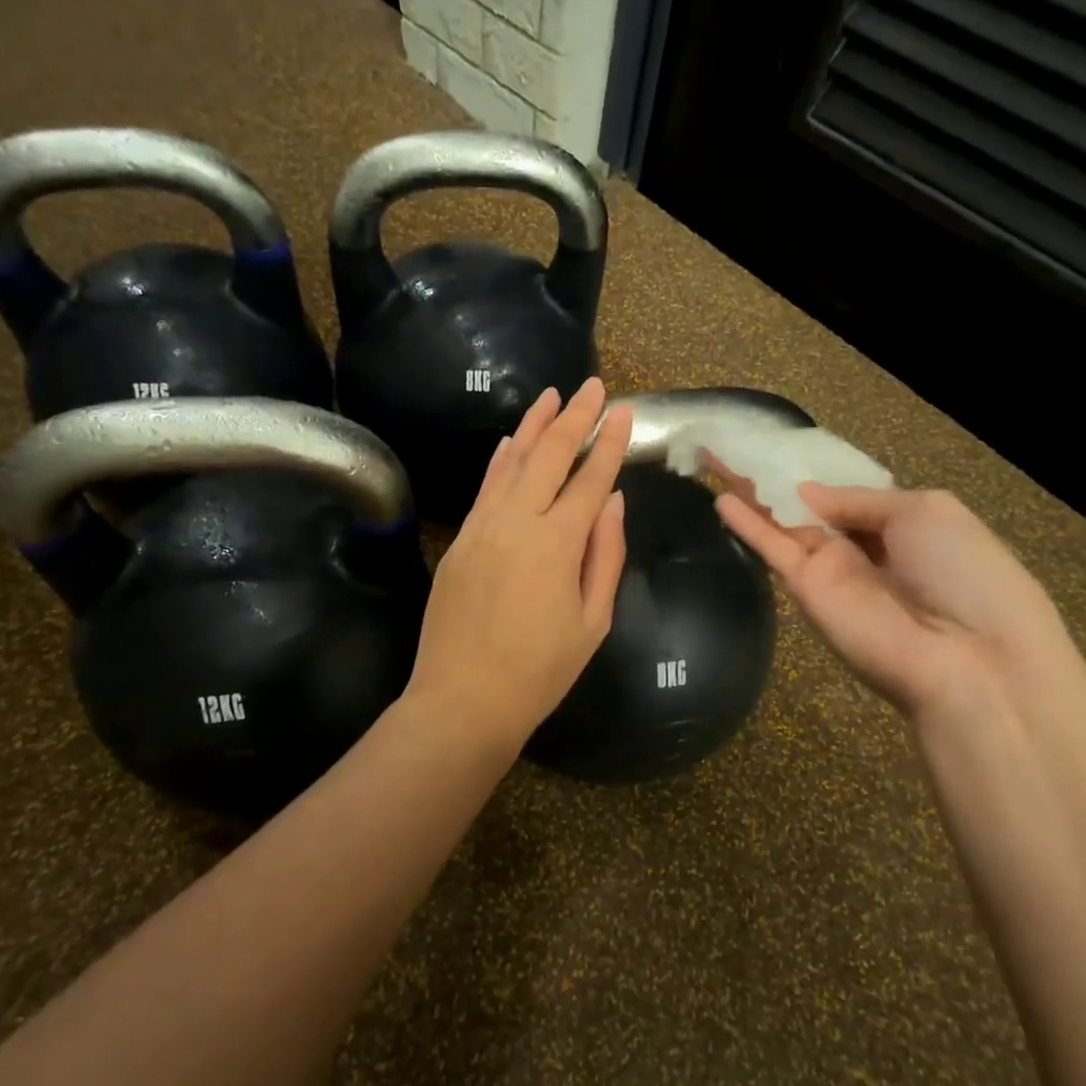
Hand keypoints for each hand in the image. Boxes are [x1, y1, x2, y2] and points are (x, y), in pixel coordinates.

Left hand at [403, 377, 632, 748]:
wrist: (463, 699)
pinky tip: (510, 441)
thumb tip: (612, 502)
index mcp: (557, 543)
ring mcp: (482, 528)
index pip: (590, 479)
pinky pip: (485, 488)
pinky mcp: (461, 540)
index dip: (609, 443)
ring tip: (551, 395)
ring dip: (534, 426)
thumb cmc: (539, 670)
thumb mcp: (593, 622)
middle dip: (574, 417)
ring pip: (512, 463)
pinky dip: (500, 461)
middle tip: (592, 386)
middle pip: (550, 456)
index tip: (624, 411)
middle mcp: (517, 522)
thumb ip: (604, 555)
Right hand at [714, 482, 1081, 723]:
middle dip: (773, 477)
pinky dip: (747, 525)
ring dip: (750, 493)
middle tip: (733, 446)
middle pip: (807, 506)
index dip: (815, 473)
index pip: (847, 495)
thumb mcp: (926, 511)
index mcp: (901, 526)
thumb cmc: (964, 573)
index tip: (780, 447)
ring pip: (782, 523)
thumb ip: (860, 499)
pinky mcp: (805, 591)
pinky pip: (772, 549)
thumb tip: (807, 493)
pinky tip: (718, 499)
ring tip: (713, 461)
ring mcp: (830, 571)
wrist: (969, 659)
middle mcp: (861, 548)